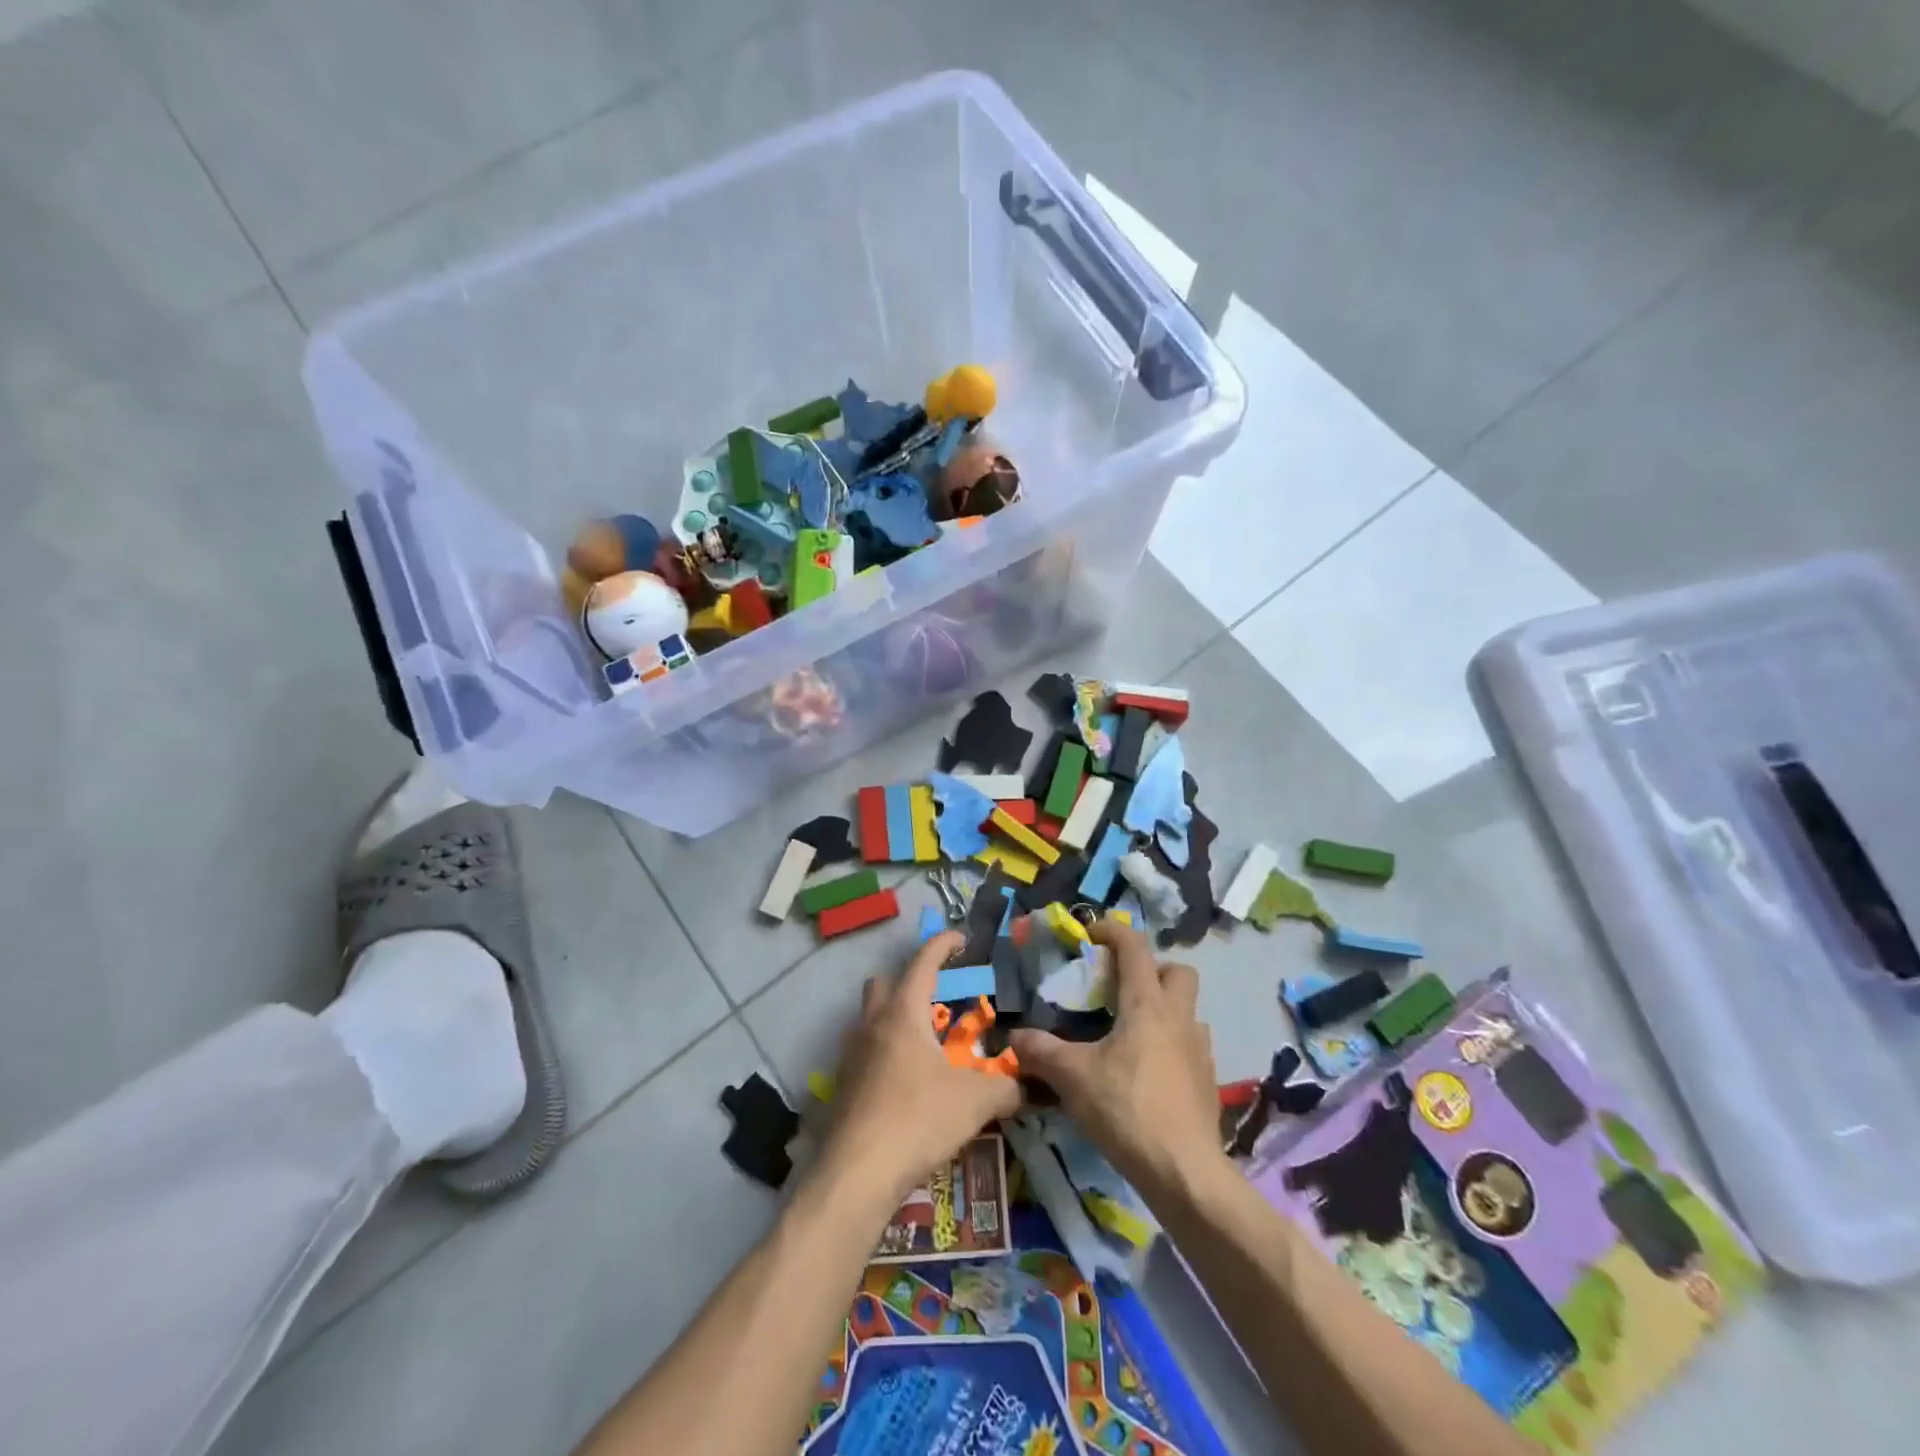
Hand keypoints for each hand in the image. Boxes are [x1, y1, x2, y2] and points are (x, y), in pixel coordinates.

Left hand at [820, 931, 1022, 1203]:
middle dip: (909, 981)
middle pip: (884, 983)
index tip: (961, 939)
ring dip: (895, 1019)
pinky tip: (907, 1082)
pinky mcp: (843, 1084)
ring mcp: (851, 1054)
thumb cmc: (918, 1119)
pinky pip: (865, 1052)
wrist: (857, 1174)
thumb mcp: (976, 1102)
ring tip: (927, 1044)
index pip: (924, 961)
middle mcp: (872, 1023)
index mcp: (903, 1012)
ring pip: (870, 1018)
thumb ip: (1006, 1087)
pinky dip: (885, 1053)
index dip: (943, 944)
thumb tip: (1026, 1085)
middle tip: (938, 1000)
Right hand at [1009, 919, 1220, 1195]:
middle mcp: (1178, 1017)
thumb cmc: (1126, 1109)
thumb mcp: (1072, 1077)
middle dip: (1151, 969)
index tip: (1089, 935)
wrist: (1184, 1171)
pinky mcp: (1207, 1080)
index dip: (1111, 931)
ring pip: (1187, 1009)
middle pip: (1177, 971)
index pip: (1135, 946)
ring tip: (1131, 1033)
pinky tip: (1147, 1071)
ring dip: (1163, 1009)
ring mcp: (1199, 1049)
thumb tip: (1013, 1037)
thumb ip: (1040, 1051)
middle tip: (1120, 988)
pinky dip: (1170, 1044)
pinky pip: (1190, 1045)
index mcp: (1147, 1004)